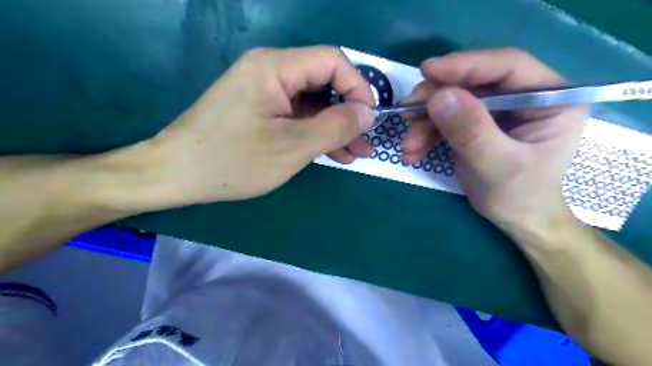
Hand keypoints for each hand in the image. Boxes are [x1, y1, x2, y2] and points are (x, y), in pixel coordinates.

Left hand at [135, 46, 373, 208]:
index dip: (358, 88)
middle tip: (365, 143)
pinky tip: (332, 152)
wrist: (176, 174)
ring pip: (312, 102)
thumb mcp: (292, 147)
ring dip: (335, 127)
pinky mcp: (260, 108)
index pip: (332, 62)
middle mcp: (270, 70)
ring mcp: (264, 90)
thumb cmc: (233, 161)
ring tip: (354, 154)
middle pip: (323, 82)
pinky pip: (296, 115)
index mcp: (275, 67)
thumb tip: (368, 113)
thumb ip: (335, 126)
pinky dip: (315, 132)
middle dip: (348, 113)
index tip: (370, 119)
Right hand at [407, 48, 589, 230]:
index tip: (427, 71)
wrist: (516, 219)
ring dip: (424, 123)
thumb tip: (438, 97)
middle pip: (472, 83)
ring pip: (452, 102)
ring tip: (408, 147)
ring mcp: (496, 111)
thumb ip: (471, 132)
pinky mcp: (475, 125)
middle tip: (407, 115)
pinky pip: (445, 121)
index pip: (507, 67)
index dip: (465, 65)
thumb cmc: (520, 196)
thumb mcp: (497, 165)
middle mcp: (523, 97)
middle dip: (435, 101)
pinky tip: (413, 153)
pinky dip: (425, 136)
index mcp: (550, 98)